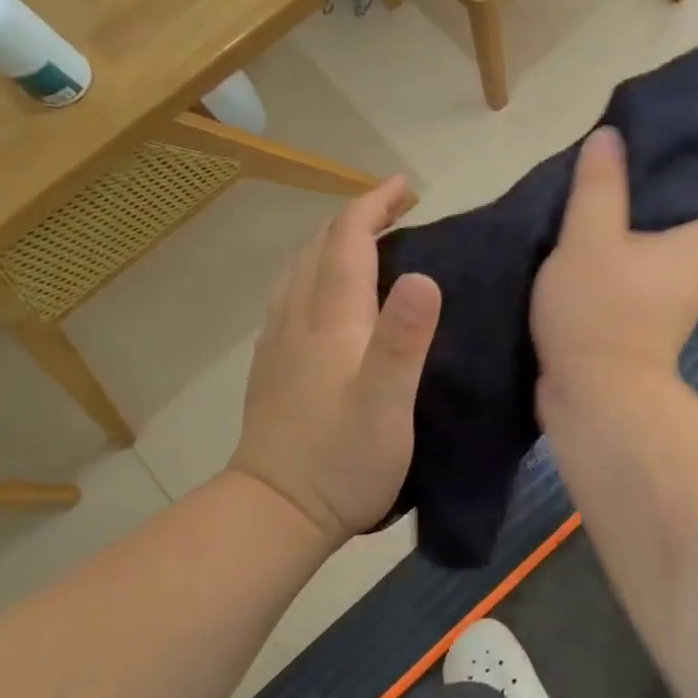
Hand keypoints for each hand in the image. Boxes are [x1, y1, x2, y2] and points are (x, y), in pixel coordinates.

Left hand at [231, 178, 440, 544]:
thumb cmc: (342, 461)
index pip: (347, 241)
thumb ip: (403, 340)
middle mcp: (298, 319)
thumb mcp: (387, 405)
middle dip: (356, 216)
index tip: (404, 186)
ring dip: (332, 241)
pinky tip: (325, 290)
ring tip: (365, 239)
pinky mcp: (272, 364)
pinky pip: (291, 294)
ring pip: (299, 269)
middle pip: (319, 247)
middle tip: (396, 207)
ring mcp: (279, 341)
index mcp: (331, 321)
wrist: (274, 512)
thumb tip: (425, 275)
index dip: (373, 205)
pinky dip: (314, 270)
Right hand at [532, 127, 697, 402]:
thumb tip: (610, 136)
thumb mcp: (591, 239)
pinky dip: (632, 250)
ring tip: (633, 182)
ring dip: (660, 221)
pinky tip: (603, 234)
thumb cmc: (602, 312)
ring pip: (674, 248)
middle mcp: (696, 273)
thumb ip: (599, 188)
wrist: (593, 397)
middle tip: (672, 148)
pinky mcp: (640, 323)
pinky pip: (643, 273)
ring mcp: (670, 302)